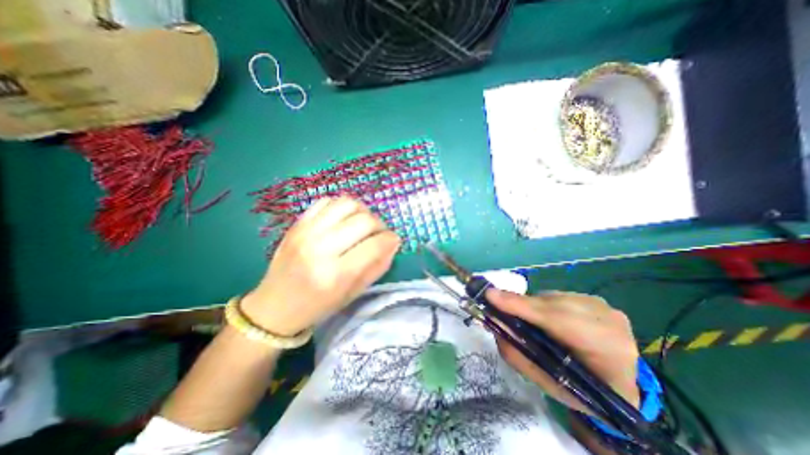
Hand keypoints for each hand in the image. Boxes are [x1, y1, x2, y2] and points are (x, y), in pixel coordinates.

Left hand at [242, 197, 400, 336]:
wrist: (275, 306)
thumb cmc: (318, 306)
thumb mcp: (353, 293)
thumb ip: (377, 267)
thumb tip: (393, 243)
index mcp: (336, 274)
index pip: (374, 244)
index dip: (390, 239)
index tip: (393, 240)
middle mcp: (320, 248)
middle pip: (364, 220)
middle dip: (379, 225)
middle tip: (379, 234)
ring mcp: (306, 232)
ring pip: (347, 203)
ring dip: (362, 211)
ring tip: (362, 223)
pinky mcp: (297, 224)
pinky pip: (326, 201)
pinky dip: (341, 206)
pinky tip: (344, 219)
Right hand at [487, 291, 639, 413]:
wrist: (621, 385)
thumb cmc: (583, 390)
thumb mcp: (548, 384)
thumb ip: (518, 355)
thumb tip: (495, 325)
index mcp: (607, 352)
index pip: (558, 320)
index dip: (523, 306)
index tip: (491, 296)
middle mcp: (609, 321)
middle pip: (552, 304)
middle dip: (522, 305)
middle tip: (495, 304)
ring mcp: (604, 306)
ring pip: (553, 297)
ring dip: (533, 306)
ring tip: (526, 319)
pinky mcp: (597, 299)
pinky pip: (558, 296)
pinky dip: (544, 304)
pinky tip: (545, 318)